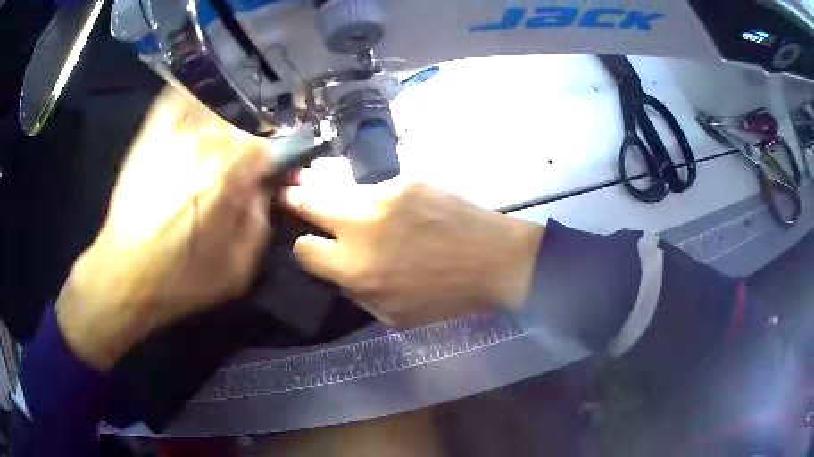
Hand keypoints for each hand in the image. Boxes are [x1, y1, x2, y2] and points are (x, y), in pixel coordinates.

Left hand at [57, 88, 273, 370]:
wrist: (125, 273)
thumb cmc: (182, 278)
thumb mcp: (238, 268)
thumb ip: (260, 222)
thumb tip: (263, 190)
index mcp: (229, 174)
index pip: (266, 145)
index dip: (270, 158)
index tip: (265, 171)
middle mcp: (203, 144)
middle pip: (240, 121)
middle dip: (248, 137)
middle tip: (243, 157)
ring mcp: (174, 135)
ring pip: (213, 105)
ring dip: (225, 116)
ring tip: (222, 133)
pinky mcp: (150, 135)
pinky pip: (178, 100)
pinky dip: (192, 94)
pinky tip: (198, 101)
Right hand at [284, 159, 543, 326]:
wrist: (495, 260)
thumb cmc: (446, 297)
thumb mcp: (394, 314)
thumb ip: (356, 291)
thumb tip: (337, 269)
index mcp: (355, 269)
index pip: (304, 249)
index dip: (304, 248)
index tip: (310, 244)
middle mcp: (360, 227)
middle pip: (307, 201)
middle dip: (293, 198)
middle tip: (287, 192)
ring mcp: (384, 196)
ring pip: (337, 185)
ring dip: (328, 189)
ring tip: (322, 183)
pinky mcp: (407, 179)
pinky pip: (376, 185)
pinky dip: (373, 194)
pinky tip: (386, 202)